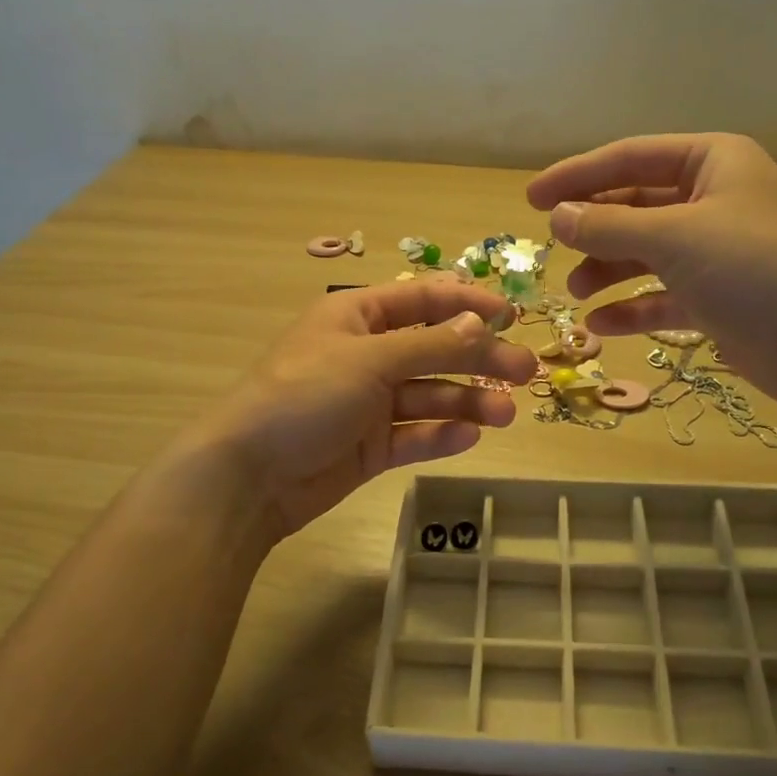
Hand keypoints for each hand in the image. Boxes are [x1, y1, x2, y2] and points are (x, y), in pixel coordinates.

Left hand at [193, 279, 537, 538]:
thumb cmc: (304, 395)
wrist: (250, 475)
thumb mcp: (370, 360)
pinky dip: (441, 435)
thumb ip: (430, 345)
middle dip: (479, 358)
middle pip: (434, 350)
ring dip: (468, 401)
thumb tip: (481, 322)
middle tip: (526, 372)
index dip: (466, 302)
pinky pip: (415, 434)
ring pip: (430, 396)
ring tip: (505, 415)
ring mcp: (368, 404)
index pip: (421, 300)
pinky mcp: (370, 446)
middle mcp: (366, 356)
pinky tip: (469, 437)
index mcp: (357, 318)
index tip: (511, 314)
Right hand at [527, 133, 776, 410]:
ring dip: (608, 271)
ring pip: (645, 254)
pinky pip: (661, 297)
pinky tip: (600, 326)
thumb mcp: (674, 237)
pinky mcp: (716, 299)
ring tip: (576, 292)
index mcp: (711, 163)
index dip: (576, 176)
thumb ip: (609, 226)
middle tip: (552, 249)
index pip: (628, 158)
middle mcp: (712, 201)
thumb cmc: (754, 268)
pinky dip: (631, 309)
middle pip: (635, 206)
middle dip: (593, 229)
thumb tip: (557, 217)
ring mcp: (715, 253)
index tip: (531, 198)